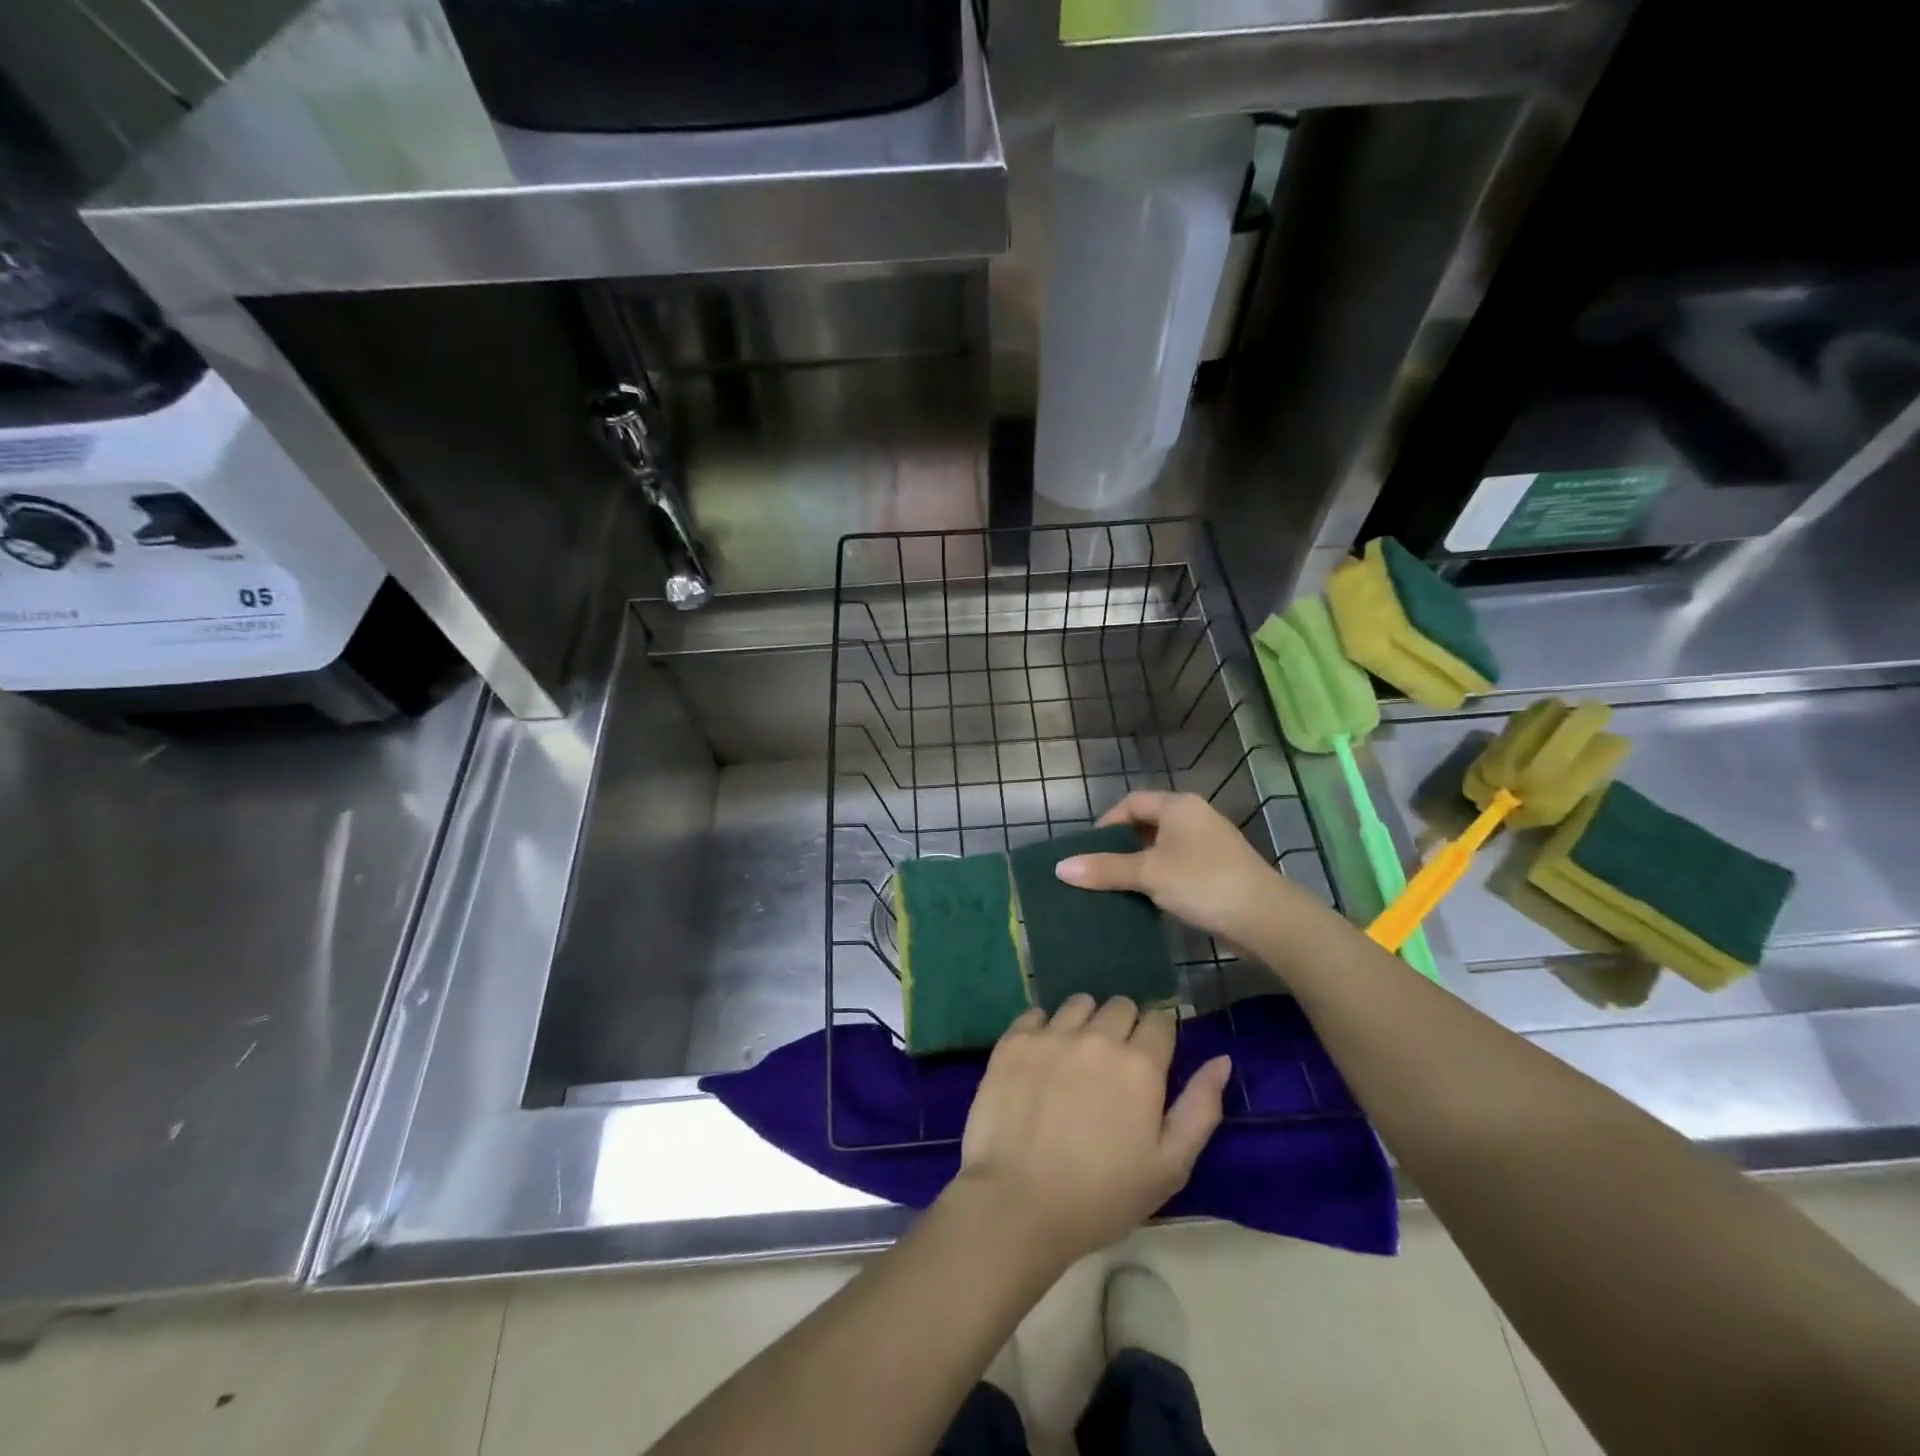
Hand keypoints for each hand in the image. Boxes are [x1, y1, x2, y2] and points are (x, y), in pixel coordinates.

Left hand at [955, 995, 1230, 1268]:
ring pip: (1078, 1004)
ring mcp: (1051, 1035)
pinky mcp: (1013, 1041)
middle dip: (1124, 1026)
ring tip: (1076, 1058)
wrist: (1019, 1204)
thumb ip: (1200, 1108)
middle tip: (1114, 1065)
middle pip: (1120, 1006)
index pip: (1160, 1021)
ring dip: (1085, 1022)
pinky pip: (1035, 1014)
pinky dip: (1043, 1029)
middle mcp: (1096, 1037)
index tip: (1151, 1060)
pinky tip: (1041, 1059)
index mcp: (1139, 1065)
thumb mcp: (1169, 1166)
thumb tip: (1221, 1060)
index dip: (1159, 1037)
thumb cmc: (1103, 1196)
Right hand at [1055, 791, 1293, 945]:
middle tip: (1099, 871)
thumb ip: (1105, 869)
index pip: (1131, 803)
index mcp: (1178, 806)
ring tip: (1118, 888)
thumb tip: (1060, 868)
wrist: (1266, 918)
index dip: (1106, 823)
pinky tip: (1149, 900)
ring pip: (1163, 847)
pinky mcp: (1219, 870)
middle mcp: (1195, 817)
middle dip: (1121, 846)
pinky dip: (1160, 877)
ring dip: (1141, 865)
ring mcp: (1210, 844)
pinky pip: (1179, 865)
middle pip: (1147, 823)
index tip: (1089, 851)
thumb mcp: (1149, 874)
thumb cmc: (1203, 883)